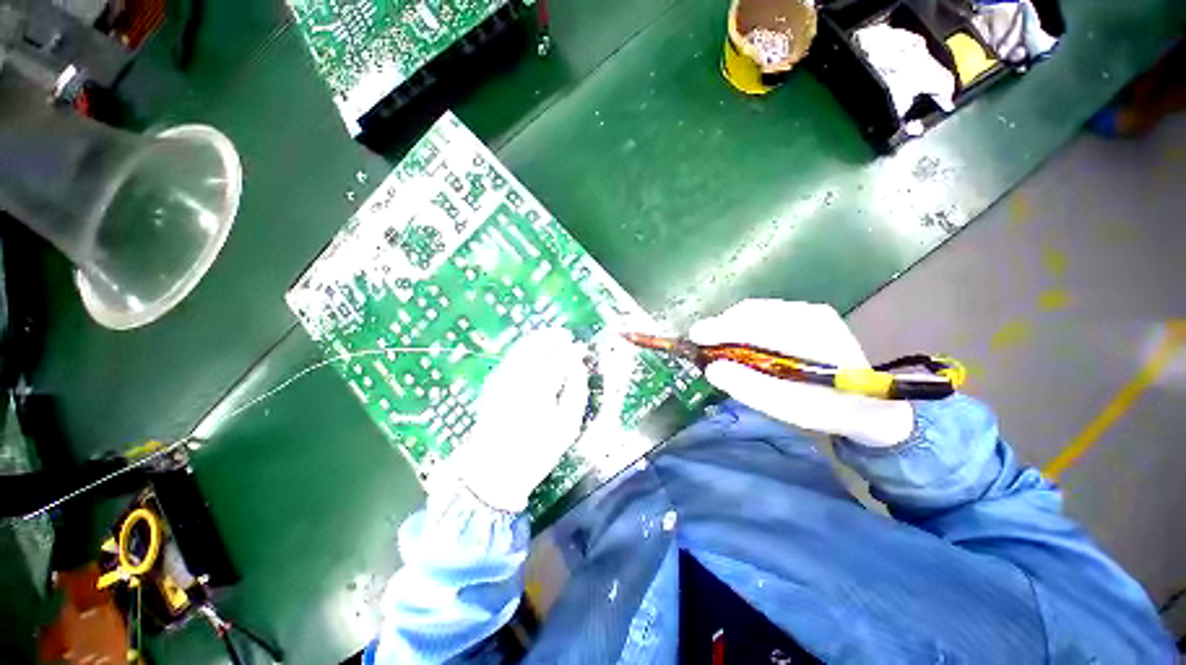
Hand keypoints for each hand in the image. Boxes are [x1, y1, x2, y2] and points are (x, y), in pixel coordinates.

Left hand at [445, 328, 589, 512]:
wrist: (493, 470)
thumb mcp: (567, 427)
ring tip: (553, 337)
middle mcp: (518, 377)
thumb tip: (578, 367)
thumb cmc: (536, 452)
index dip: (573, 351)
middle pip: (537, 346)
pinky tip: (535, 352)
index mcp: (539, 388)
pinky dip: (525, 349)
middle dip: (553, 337)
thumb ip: (576, 392)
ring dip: (538, 339)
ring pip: (521, 348)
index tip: (582, 348)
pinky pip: (512, 357)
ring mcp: (502, 378)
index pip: (560, 359)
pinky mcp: (493, 383)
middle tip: (566, 335)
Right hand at [689, 299, 913, 446]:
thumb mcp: (793, 409)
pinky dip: (739, 326)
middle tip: (699, 345)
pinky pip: (760, 314)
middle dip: (721, 326)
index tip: (694, 338)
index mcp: (816, 335)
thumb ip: (752, 389)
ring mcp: (807, 311)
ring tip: (713, 344)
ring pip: (753, 310)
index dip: (723, 329)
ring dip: (728, 326)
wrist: (870, 404)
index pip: (759, 324)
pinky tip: (733, 341)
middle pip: (752, 311)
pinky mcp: (801, 315)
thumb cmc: (831, 410)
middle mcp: (811, 314)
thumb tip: (712, 369)